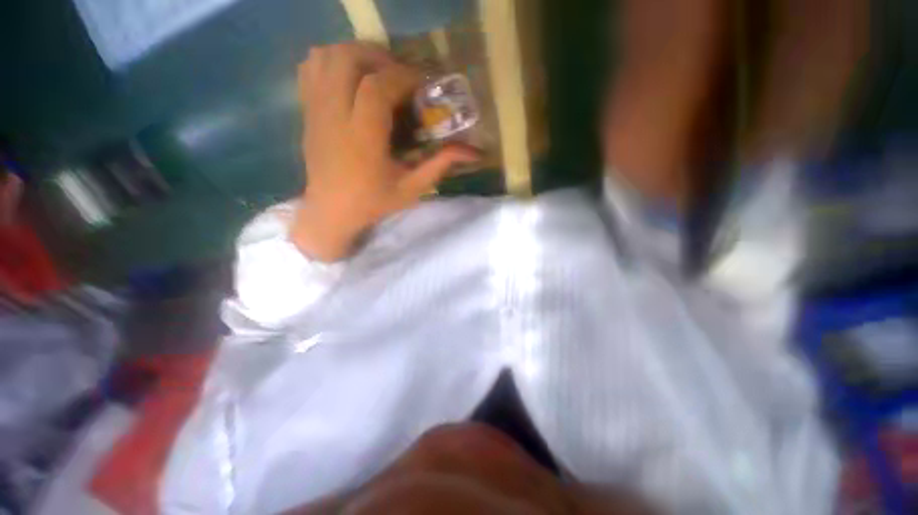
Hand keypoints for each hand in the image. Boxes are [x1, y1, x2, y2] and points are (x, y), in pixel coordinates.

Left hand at [291, 43, 478, 261]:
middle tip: (400, 75)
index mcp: (363, 137)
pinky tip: (350, 79)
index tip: (423, 83)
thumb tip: (475, 152)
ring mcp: (316, 111)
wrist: (330, 212)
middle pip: (348, 59)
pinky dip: (332, 61)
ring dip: (355, 55)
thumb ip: (440, 164)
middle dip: (379, 57)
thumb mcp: (412, 187)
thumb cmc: (373, 203)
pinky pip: (310, 69)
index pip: (378, 87)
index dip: (404, 76)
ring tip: (377, 73)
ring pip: (326, 56)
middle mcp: (335, 116)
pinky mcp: (307, 111)